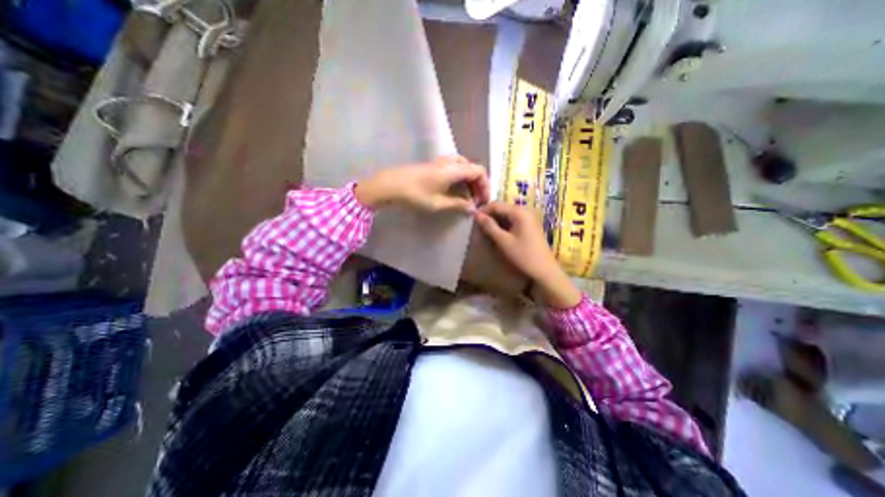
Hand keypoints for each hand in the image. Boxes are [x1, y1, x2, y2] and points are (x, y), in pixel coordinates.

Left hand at [356, 155, 490, 212]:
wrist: (390, 184)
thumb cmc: (415, 194)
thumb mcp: (438, 203)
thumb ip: (458, 204)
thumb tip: (472, 208)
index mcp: (454, 169)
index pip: (479, 171)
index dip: (485, 186)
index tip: (483, 200)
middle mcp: (450, 161)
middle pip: (472, 168)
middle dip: (478, 184)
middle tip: (476, 201)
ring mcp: (441, 162)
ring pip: (463, 168)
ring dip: (468, 182)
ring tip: (467, 197)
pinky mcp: (434, 165)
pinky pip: (454, 169)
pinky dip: (460, 179)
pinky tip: (455, 191)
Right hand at [478, 201, 581, 307]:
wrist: (544, 270)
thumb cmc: (523, 255)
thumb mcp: (503, 241)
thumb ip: (489, 226)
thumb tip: (476, 215)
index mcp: (519, 212)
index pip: (496, 204)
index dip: (483, 210)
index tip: (472, 219)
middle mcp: (525, 211)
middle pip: (502, 208)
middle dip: (489, 215)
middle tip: (478, 225)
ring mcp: (529, 218)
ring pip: (507, 214)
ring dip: (496, 221)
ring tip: (485, 230)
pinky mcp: (530, 226)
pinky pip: (513, 220)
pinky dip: (504, 225)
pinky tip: (497, 233)